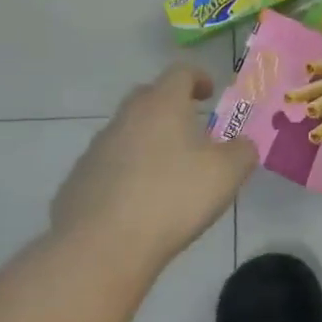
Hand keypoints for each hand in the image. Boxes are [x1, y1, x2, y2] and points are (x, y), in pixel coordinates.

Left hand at [50, 65, 256, 272]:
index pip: (180, 73)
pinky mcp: (78, 181)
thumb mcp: (227, 173)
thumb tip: (242, 145)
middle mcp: (126, 117)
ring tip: (168, 172)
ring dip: (148, 142)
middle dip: (171, 107)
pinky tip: (139, 203)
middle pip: (149, 97)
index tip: (210, 93)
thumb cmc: (173, 198)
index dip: (199, 78)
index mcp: (162, 105)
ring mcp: (96, 149)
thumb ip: (243, 151)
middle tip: (191, 130)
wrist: (101, 248)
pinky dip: (126, 173)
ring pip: (127, 132)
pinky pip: (109, 166)